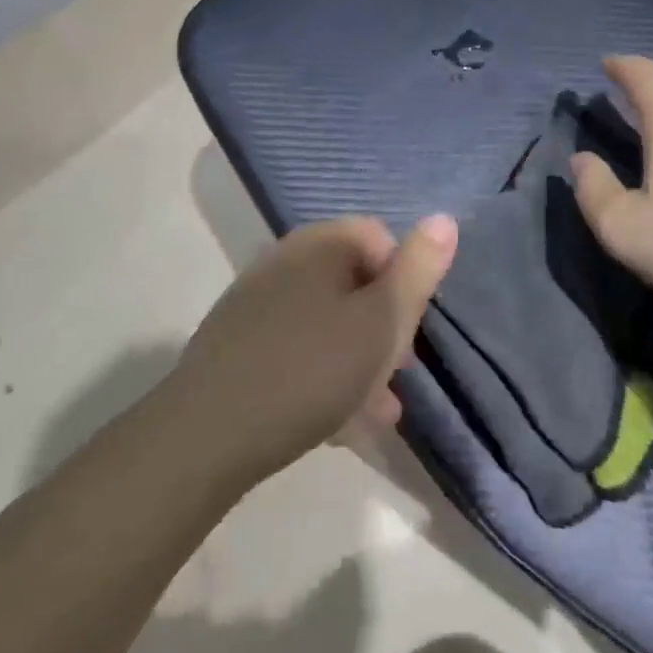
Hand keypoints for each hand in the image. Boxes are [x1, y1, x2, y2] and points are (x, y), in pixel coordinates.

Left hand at [170, 214, 456, 489]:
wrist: (207, 435)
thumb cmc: (312, 371)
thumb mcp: (382, 322)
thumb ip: (418, 270)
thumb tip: (445, 218)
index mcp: (320, 245)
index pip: (379, 238)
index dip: (404, 281)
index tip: (408, 329)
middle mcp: (286, 260)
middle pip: (354, 281)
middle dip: (382, 327)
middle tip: (396, 374)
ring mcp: (257, 301)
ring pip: (327, 320)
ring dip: (358, 358)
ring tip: (377, 411)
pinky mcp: (237, 342)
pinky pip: (297, 346)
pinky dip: (323, 372)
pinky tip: (336, 421)